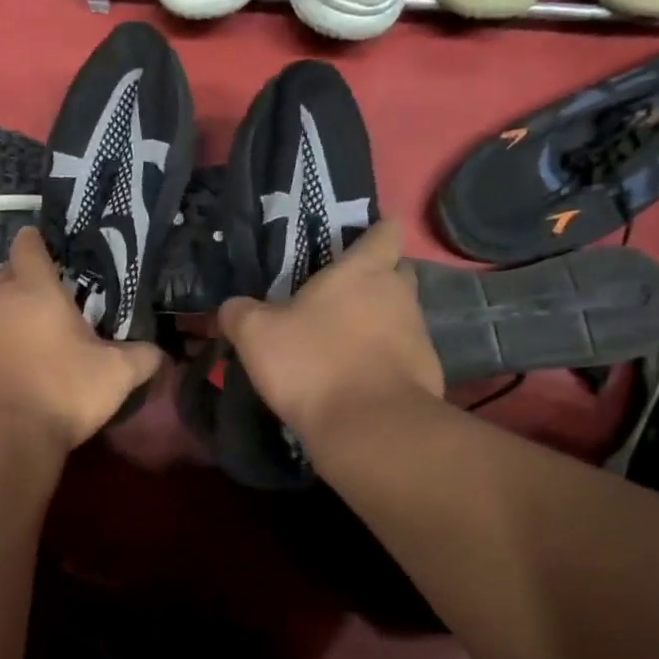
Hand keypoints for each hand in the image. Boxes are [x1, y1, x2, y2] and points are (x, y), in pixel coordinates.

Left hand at [0, 228, 163, 452]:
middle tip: (54, 298)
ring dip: (11, 318)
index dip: (39, 241)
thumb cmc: (60, 390)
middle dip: (25, 279)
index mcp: (34, 288)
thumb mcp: (115, 375)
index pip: (28, 244)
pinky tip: (16, 371)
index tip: (54, 248)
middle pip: (6, 274)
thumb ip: (142, 357)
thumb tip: (158, 353)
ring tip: (38, 338)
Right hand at [217, 219, 441, 440]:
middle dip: (376, 280)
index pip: (385, 232)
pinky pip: (403, 355)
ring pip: (401, 316)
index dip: (374, 233)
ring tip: (342, 346)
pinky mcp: (426, 372)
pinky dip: (384, 361)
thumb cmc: (312, 363)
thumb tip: (231, 307)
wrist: (367, 426)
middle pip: (397, 273)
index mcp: (363, 271)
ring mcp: (419, 334)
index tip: (356, 245)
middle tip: (340, 299)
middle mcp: (399, 294)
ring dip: (378, 324)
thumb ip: (239, 312)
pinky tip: (357, 380)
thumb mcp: (256, 335)